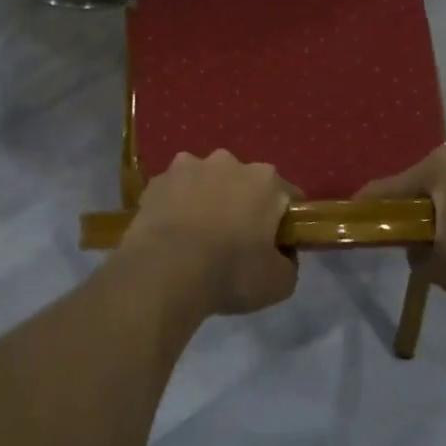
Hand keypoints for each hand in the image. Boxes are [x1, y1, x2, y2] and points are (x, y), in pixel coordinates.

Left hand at [120, 151, 298, 316]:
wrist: (164, 271)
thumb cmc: (230, 272)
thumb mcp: (279, 283)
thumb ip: (288, 262)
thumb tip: (281, 253)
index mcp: (265, 180)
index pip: (287, 196)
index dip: (284, 221)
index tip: (277, 244)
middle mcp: (228, 162)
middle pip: (243, 183)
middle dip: (241, 205)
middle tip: (235, 241)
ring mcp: (188, 166)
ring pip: (205, 182)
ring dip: (205, 200)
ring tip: (197, 237)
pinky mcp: (156, 181)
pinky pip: (174, 192)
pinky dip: (175, 206)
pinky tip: (171, 234)